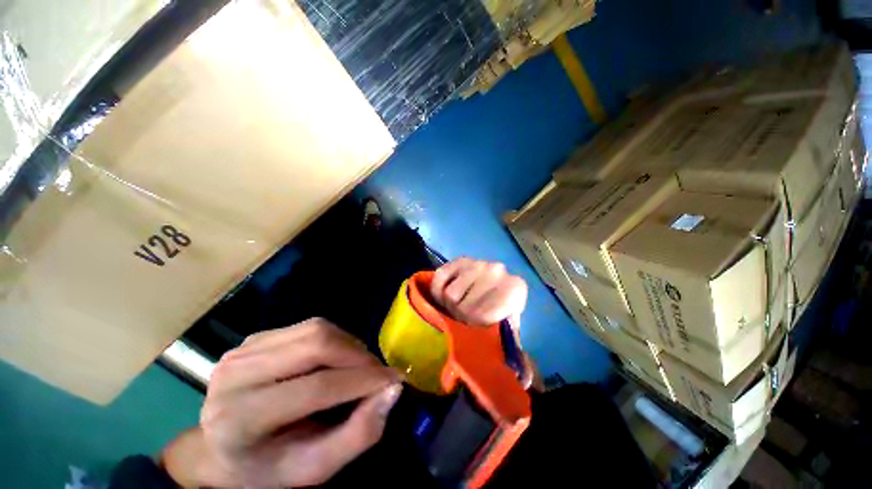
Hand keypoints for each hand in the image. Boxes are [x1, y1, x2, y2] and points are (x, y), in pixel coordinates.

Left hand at [164, 319, 401, 487]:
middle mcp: (235, 375)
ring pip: (316, 328)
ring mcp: (243, 350)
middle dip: (358, 356)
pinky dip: (334, 339)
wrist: (222, 451)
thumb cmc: (269, 468)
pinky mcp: (256, 337)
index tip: (394, 380)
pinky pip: (309, 326)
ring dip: (349, 345)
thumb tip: (393, 390)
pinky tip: (336, 359)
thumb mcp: (315, 468)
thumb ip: (358, 434)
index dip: (362, 381)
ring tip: (359, 367)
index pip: (316, 387)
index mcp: (240, 419)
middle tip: (378, 373)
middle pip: (316, 344)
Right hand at [430, 259, 537, 388]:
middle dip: (460, 315)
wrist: (493, 284)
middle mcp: (498, 270)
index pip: (484, 316)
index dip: (475, 325)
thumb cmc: (500, 311)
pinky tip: (446, 292)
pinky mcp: (459, 258)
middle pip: (464, 306)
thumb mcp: (507, 329)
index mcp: (515, 290)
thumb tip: (524, 380)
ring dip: (449, 304)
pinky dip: (438, 289)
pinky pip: (440, 277)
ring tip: (456, 305)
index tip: (473, 325)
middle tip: (463, 316)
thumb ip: (512, 349)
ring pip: (450, 294)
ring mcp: (478, 262)